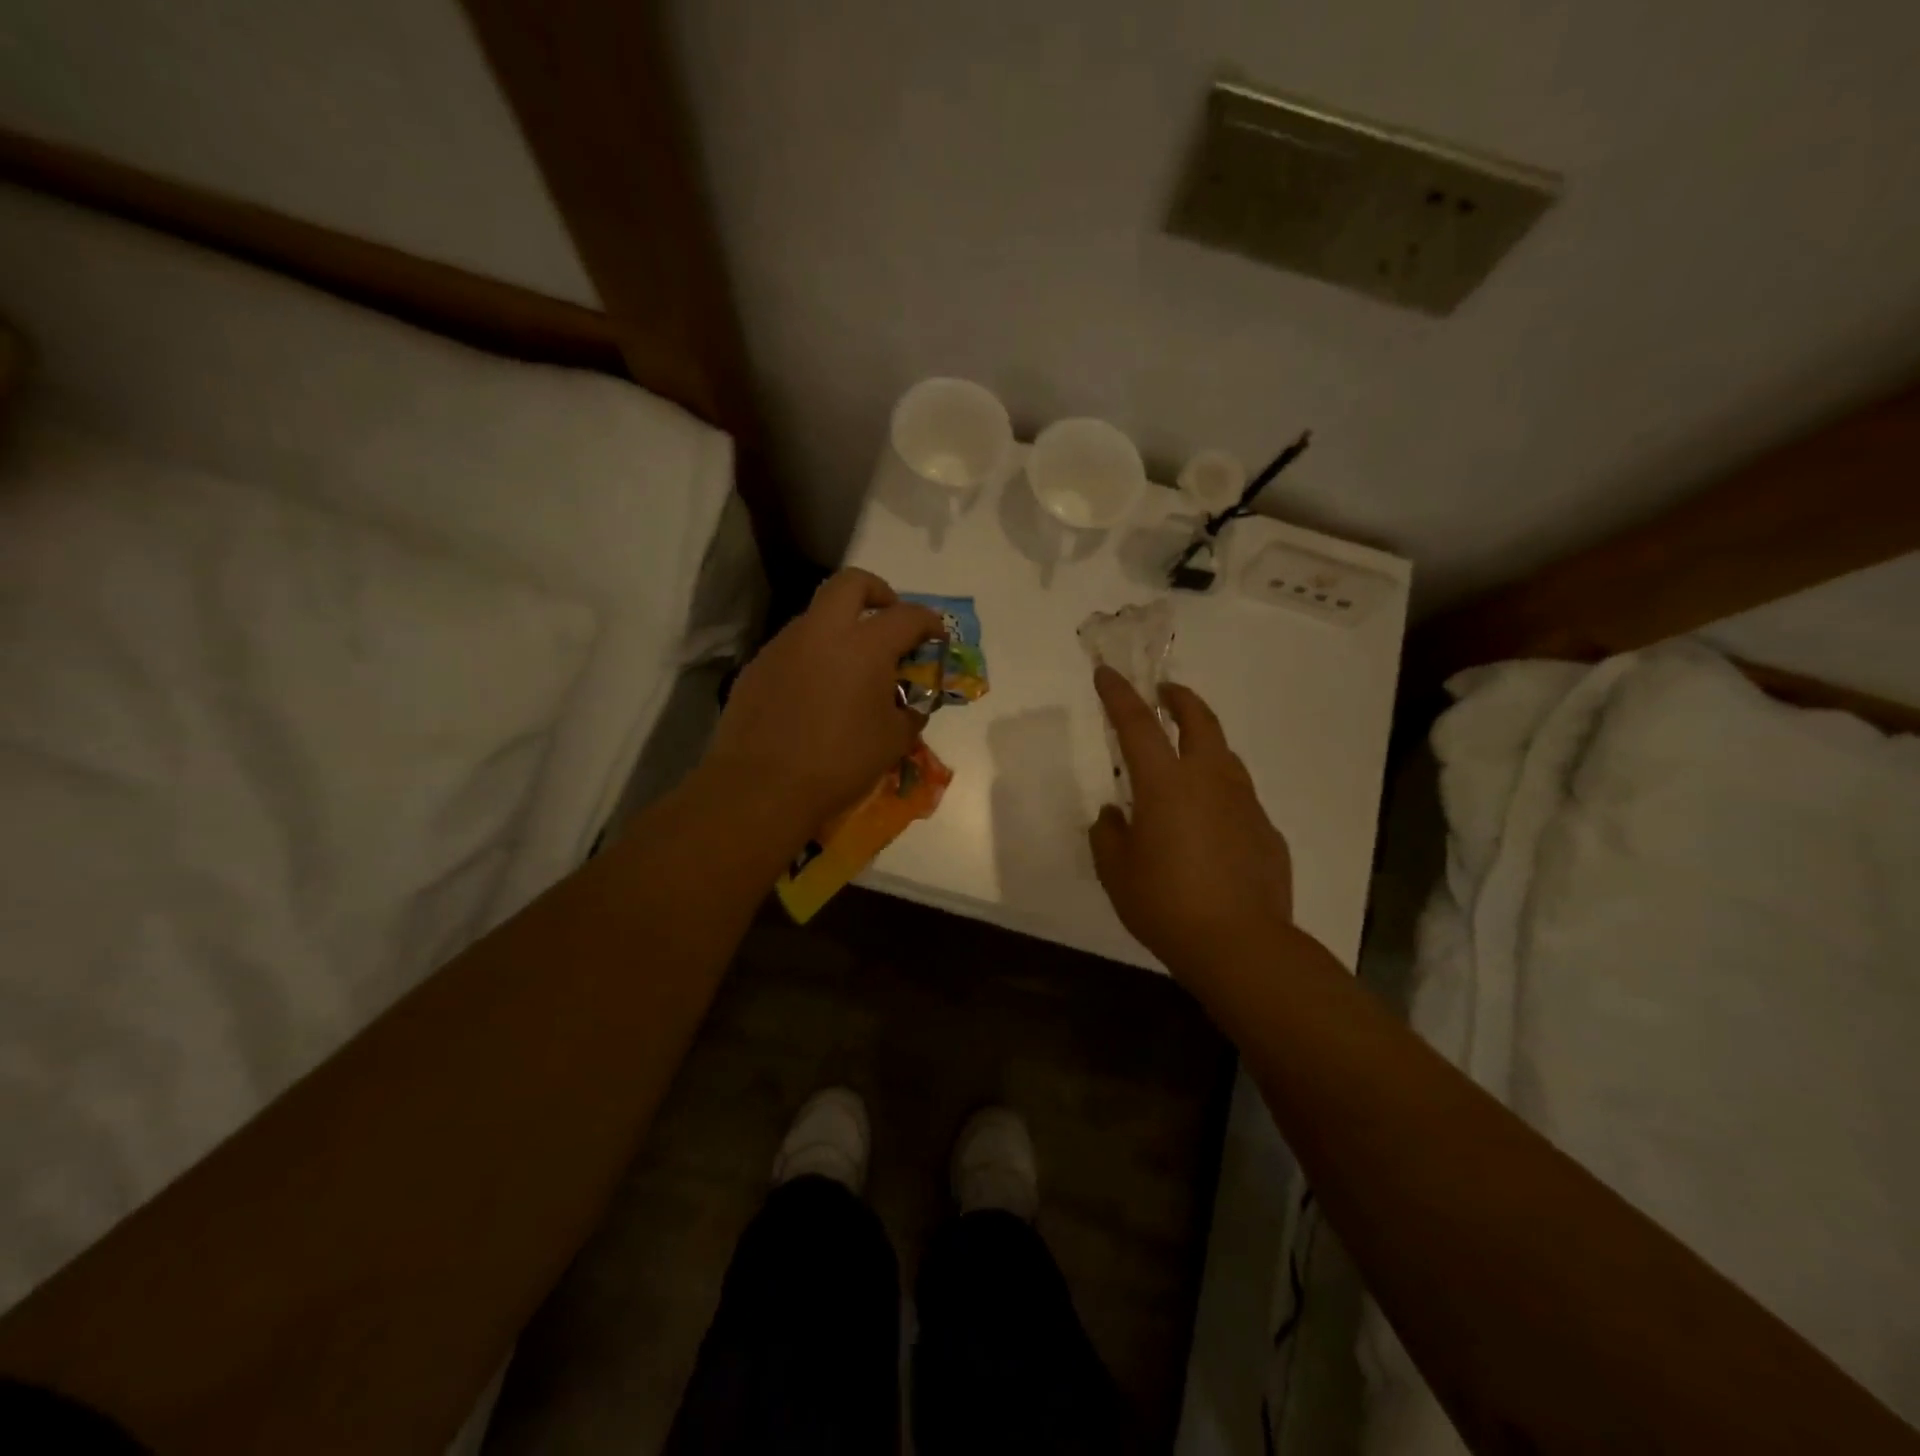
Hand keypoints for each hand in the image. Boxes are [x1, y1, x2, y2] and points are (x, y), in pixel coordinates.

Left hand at [703, 569, 943, 840]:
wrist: (762, 788)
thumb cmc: (839, 763)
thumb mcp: (893, 741)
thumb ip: (911, 712)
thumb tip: (913, 704)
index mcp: (864, 646)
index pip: (907, 616)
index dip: (929, 622)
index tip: (937, 637)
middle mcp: (822, 632)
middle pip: (852, 583)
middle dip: (878, 592)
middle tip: (888, 620)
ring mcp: (783, 646)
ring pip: (817, 615)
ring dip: (841, 628)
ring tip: (852, 668)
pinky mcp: (757, 666)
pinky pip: (793, 648)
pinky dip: (813, 657)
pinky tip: (816, 694)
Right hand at [1089, 666, 1294, 981]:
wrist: (1241, 945)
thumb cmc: (1165, 903)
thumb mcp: (1117, 872)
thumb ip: (1109, 835)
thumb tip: (1115, 816)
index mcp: (1166, 783)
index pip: (1137, 723)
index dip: (1119, 694)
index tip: (1106, 674)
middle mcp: (1209, 779)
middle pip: (1198, 720)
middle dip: (1179, 698)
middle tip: (1165, 691)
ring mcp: (1244, 803)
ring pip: (1225, 755)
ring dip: (1203, 742)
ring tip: (1186, 755)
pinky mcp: (1266, 830)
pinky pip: (1239, 797)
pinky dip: (1220, 792)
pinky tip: (1210, 822)